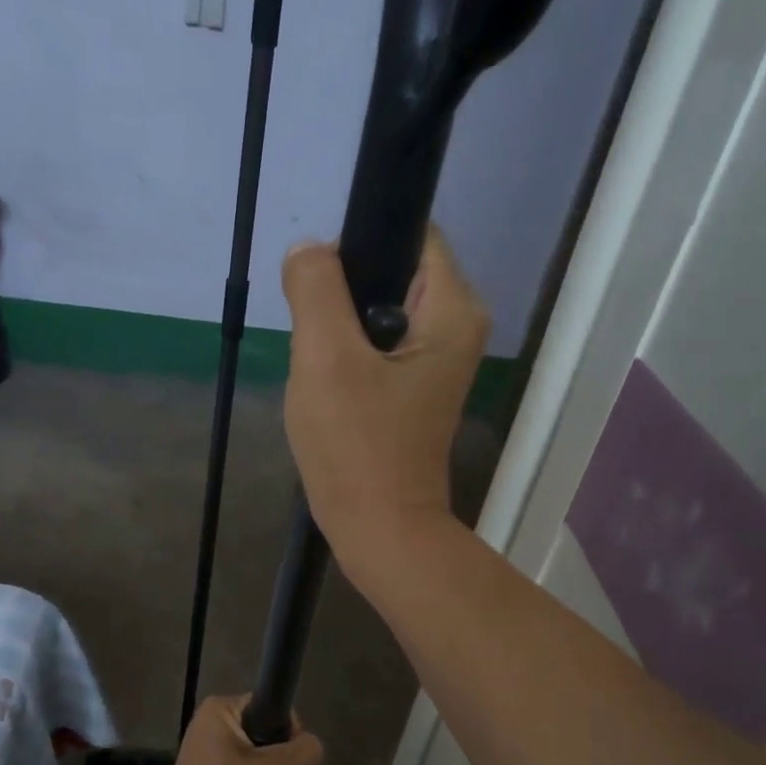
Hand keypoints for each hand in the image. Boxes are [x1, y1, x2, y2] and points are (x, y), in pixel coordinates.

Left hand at [161, 695, 322, 764]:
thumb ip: (304, 751)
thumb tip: (312, 746)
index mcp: (221, 708)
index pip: (270, 706)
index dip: (290, 730)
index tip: (294, 760)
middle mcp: (209, 724)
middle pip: (263, 733)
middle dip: (280, 759)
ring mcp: (204, 752)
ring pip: (252, 756)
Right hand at [280, 231, 488, 580]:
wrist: (379, 530)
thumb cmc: (357, 446)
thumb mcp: (326, 358)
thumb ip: (315, 288)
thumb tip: (309, 250)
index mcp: (452, 310)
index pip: (411, 234)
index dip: (361, 244)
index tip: (320, 285)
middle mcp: (456, 329)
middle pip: (390, 274)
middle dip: (342, 297)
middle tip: (314, 340)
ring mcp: (435, 364)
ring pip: (374, 315)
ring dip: (338, 333)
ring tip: (319, 370)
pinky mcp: (413, 392)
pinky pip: (374, 351)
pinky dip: (346, 361)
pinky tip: (328, 392)